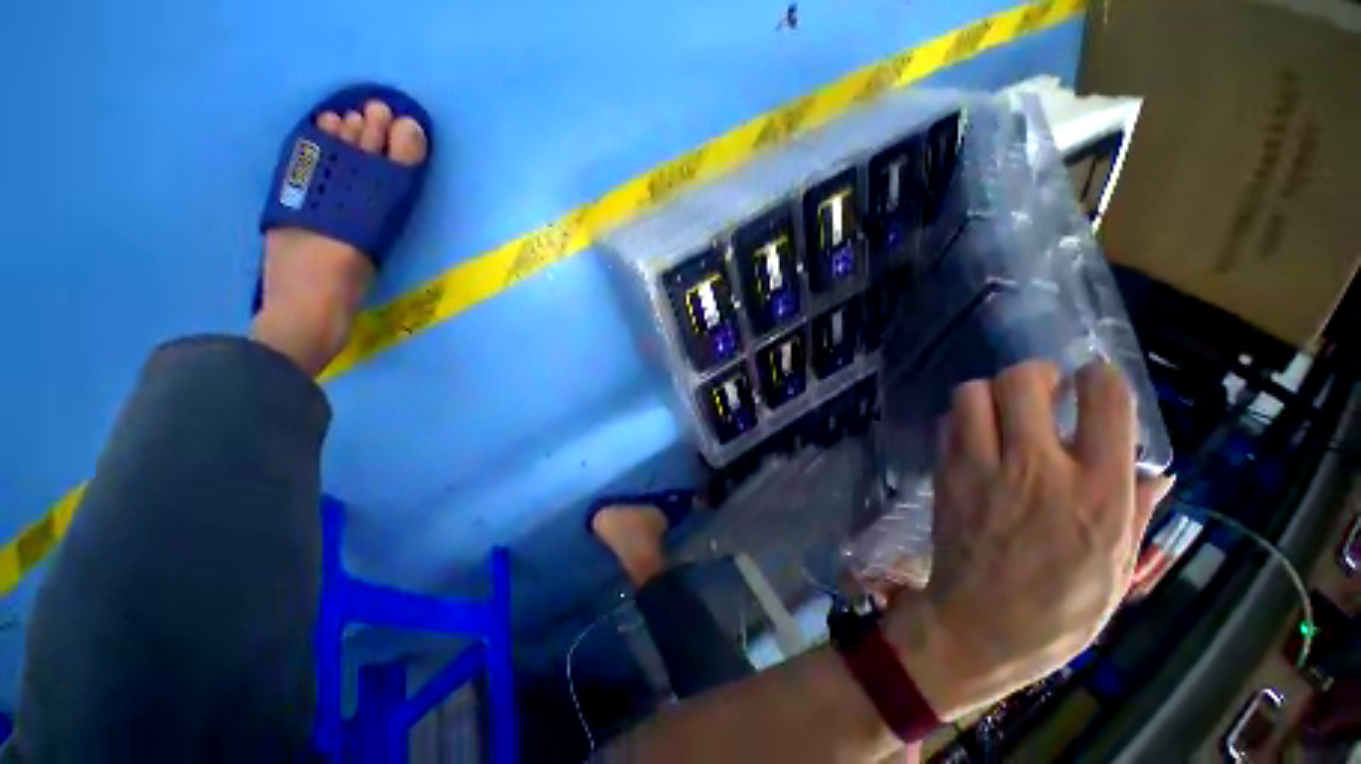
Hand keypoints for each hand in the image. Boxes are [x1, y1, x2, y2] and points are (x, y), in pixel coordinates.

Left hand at [883, 360, 1171, 719]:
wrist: (982, 624)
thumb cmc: (1061, 607)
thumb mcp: (1118, 564)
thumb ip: (1137, 508)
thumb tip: (1156, 471)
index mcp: (1097, 489)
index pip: (1105, 400)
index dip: (1100, 376)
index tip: (1093, 380)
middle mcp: (1038, 467)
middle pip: (1023, 381)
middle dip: (1034, 374)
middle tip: (1041, 389)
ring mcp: (981, 467)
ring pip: (973, 393)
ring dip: (989, 392)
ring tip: (1003, 411)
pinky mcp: (945, 474)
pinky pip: (948, 424)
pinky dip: (962, 419)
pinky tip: (975, 436)